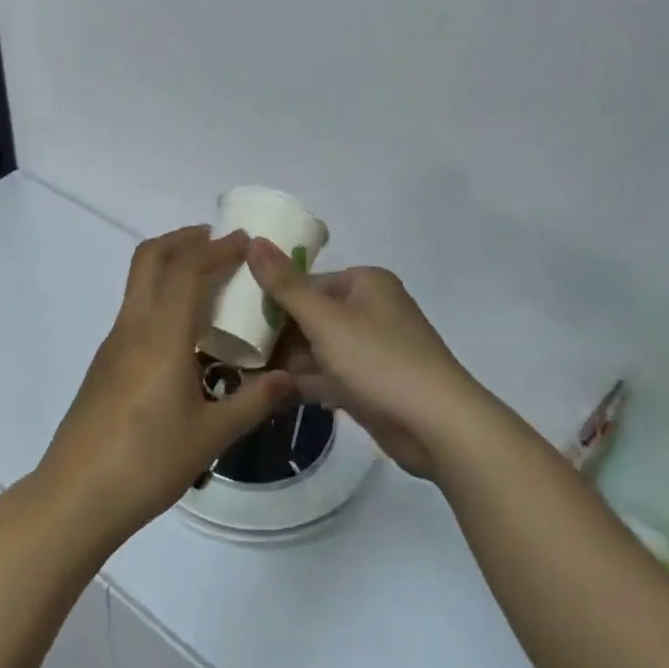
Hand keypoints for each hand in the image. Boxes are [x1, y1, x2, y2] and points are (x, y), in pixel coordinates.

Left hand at [34, 226, 294, 548]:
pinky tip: (184, 330)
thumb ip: (254, 402)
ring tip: (208, 280)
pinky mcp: (105, 361)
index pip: (187, 269)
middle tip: (219, 243)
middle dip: (185, 239)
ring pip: (138, 281)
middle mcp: (133, 326)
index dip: (217, 248)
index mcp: (161, 336)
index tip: (245, 241)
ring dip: (170, 264)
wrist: (76, 495)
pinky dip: (160, 294)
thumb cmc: (147, 463)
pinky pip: (135, 308)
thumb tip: (292, 379)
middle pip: (151, 257)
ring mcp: (113, 342)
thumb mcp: (211, 436)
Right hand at [249, 240, 482, 481]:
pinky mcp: (368, 385)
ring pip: (315, 349)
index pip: (305, 283)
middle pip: (309, 316)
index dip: (269, 298)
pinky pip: (326, 376)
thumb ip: (285, 284)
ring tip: (240, 370)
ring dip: (283, 361)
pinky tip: (266, 392)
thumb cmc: (380, 360)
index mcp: (364, 284)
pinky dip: (301, 382)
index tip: (232, 314)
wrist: (438, 427)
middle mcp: (368, 311)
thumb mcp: (325, 319)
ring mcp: (369, 351)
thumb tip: (253, 240)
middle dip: (274, 333)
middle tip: (230, 346)